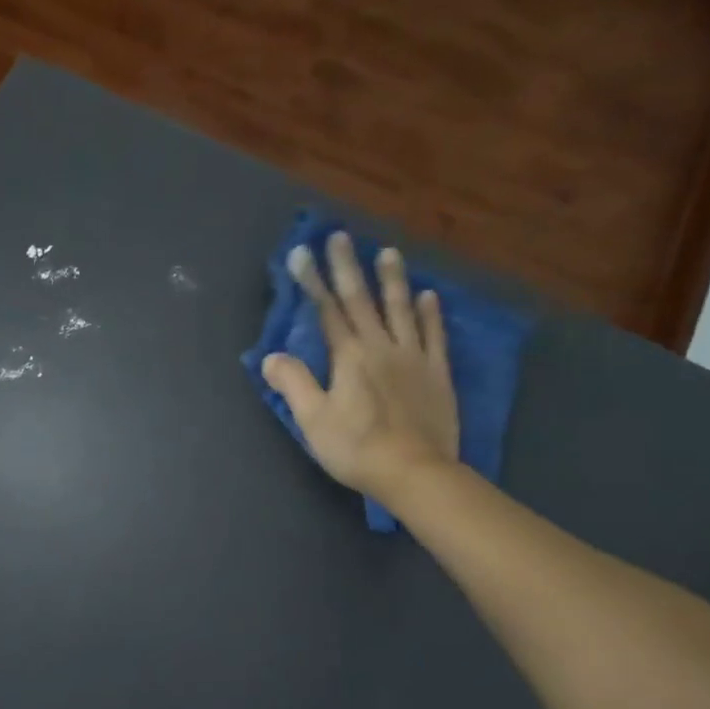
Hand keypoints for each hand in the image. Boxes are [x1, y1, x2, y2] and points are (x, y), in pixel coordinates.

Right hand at [260, 231, 460, 501]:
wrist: (414, 471)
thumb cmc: (356, 448)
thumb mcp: (313, 420)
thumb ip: (293, 383)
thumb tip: (272, 356)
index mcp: (349, 358)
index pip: (327, 312)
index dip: (313, 282)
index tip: (303, 252)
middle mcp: (381, 347)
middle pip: (362, 301)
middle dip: (348, 268)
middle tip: (341, 236)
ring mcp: (413, 358)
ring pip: (402, 310)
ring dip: (393, 280)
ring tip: (388, 252)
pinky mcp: (437, 374)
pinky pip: (434, 336)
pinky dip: (431, 313)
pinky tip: (428, 295)